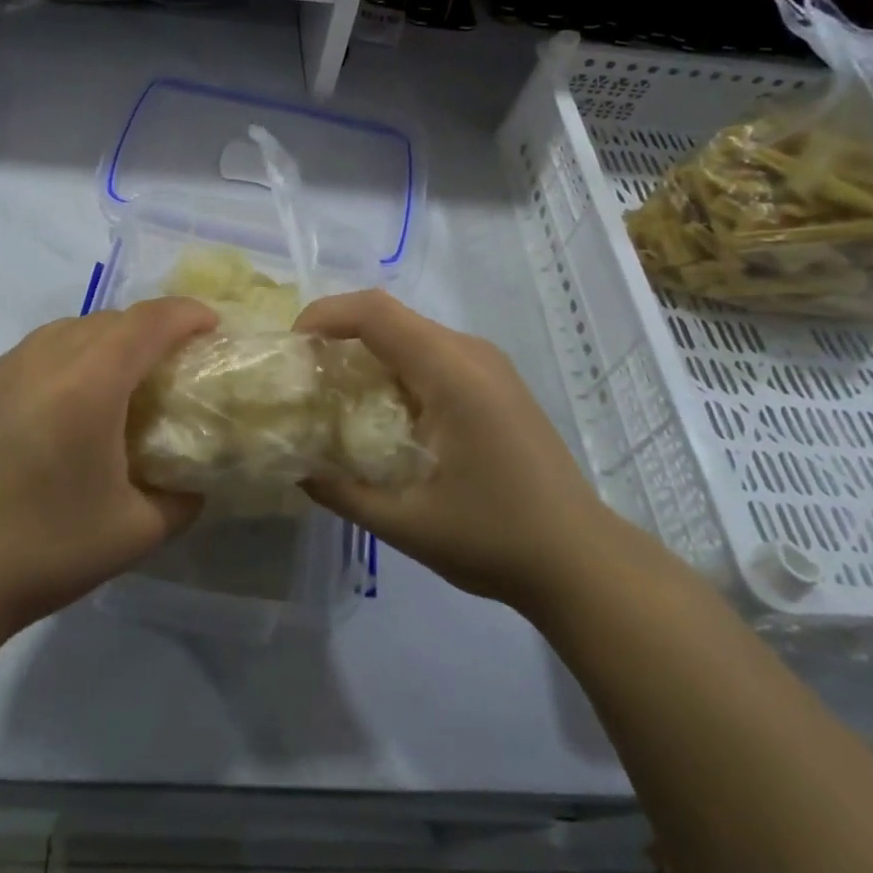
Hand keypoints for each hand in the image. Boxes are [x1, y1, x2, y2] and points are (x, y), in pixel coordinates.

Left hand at [0, 299, 217, 643]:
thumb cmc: (42, 551)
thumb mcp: (135, 533)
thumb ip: (182, 499)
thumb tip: (196, 482)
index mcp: (88, 383)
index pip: (148, 321)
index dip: (187, 314)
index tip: (212, 327)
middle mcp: (44, 358)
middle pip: (110, 319)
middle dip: (151, 327)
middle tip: (174, 361)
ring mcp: (3, 369)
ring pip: (69, 328)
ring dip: (107, 338)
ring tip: (123, 377)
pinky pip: (36, 350)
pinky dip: (68, 355)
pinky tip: (67, 401)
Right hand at [295, 291, 616, 613]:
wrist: (581, 560)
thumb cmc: (495, 539)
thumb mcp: (406, 524)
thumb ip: (342, 492)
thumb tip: (296, 467)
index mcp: (452, 374)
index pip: (376, 313)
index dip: (325, 315)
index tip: (291, 348)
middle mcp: (471, 354)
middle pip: (389, 316)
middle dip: (338, 333)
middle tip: (304, 375)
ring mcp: (487, 365)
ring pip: (410, 333)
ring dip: (366, 350)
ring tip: (334, 392)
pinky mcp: (495, 382)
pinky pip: (431, 353)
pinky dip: (393, 366)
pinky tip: (381, 409)